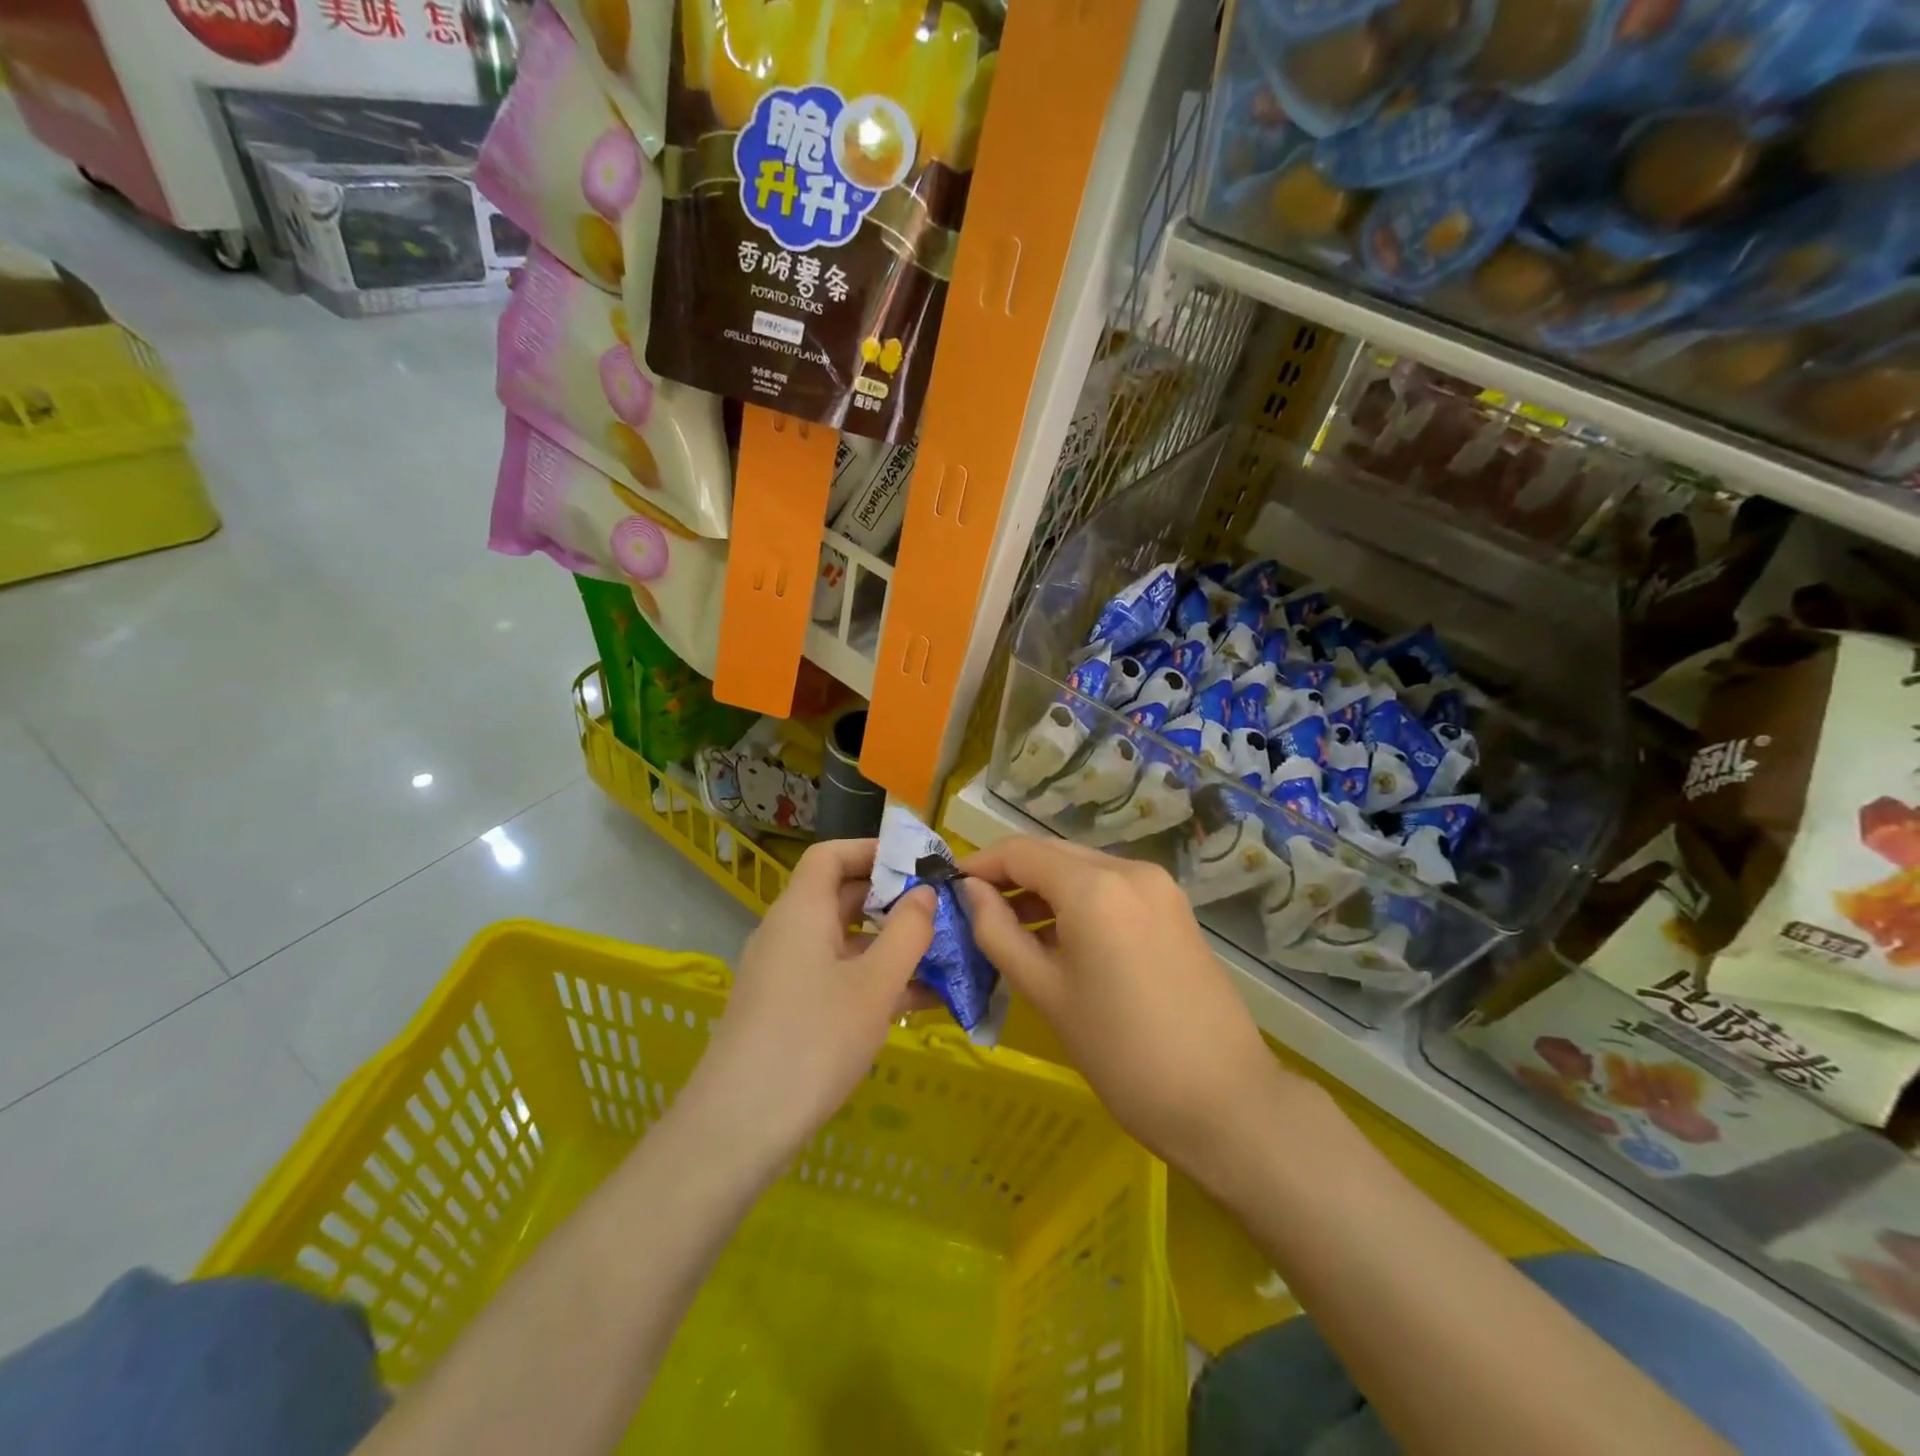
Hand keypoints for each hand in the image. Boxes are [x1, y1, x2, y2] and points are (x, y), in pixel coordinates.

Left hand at [689, 838, 935, 1163]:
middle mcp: (788, 932)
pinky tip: (917, 1002)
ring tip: (943, 958)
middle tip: (942, 911)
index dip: (873, 850)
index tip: (918, 863)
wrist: (737, 1129)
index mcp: (801, 910)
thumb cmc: (813, 1042)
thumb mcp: (875, 985)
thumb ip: (907, 932)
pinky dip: (872, 979)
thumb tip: (924, 893)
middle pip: (841, 896)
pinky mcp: (786, 1008)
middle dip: (893, 901)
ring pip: (844, 942)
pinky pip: (835, 976)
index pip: (831, 854)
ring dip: (890, 946)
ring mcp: (784, 972)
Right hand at [958, 837, 1290, 1181]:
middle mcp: (1129, 869)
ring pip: (1083, 869)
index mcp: (1094, 887)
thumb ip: (998, 933)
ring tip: (1011, 929)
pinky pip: (1111, 887)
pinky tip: (1060, 937)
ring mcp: (1158, 887)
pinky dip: (1078, 900)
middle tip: (975, 911)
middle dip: (1010, 876)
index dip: (981, 864)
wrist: (1223, 1100)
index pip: (1021, 851)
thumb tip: (969, 892)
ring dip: (1043, 888)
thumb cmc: (1121, 1052)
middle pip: (1053, 854)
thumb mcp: (1046, 992)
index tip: (950, 888)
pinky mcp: (1174, 908)